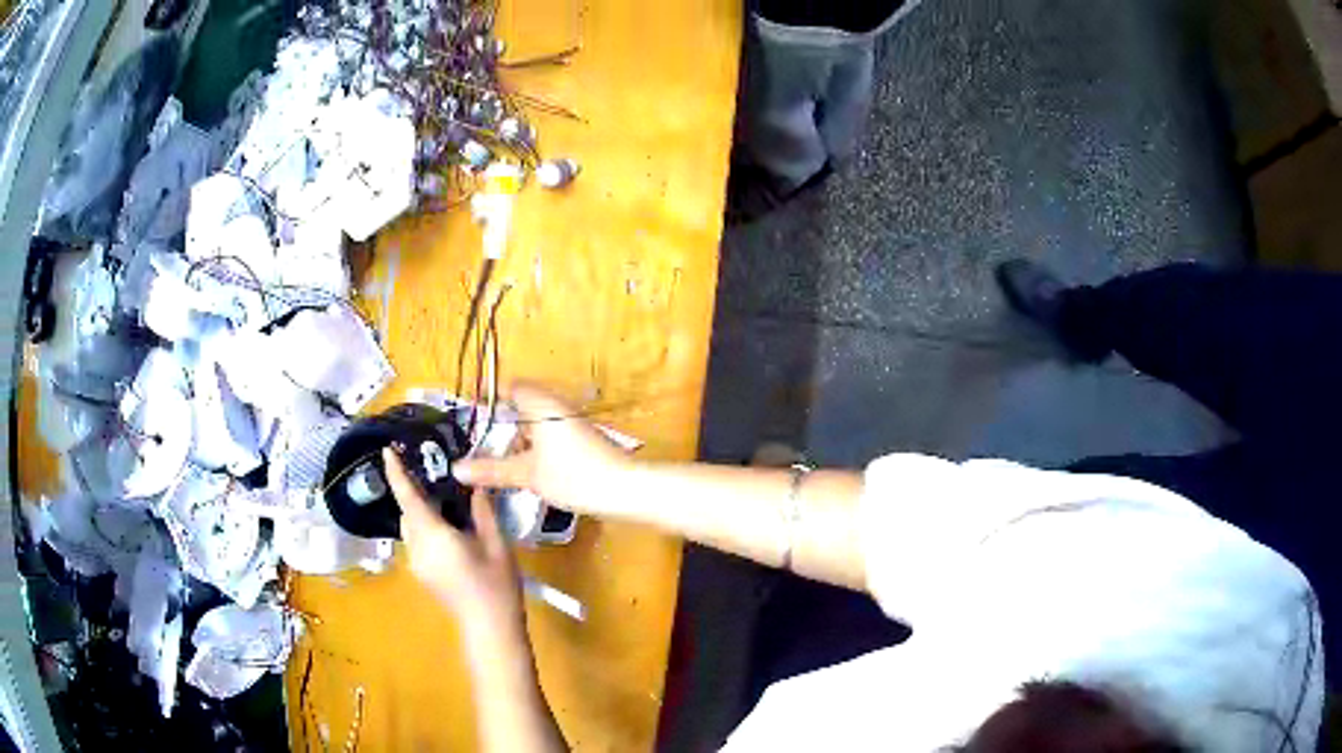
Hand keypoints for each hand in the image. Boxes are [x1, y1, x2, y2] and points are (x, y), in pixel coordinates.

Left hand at [383, 448, 521, 631]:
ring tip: (446, 502)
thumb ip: (482, 511)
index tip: (387, 451)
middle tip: (434, 474)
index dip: (396, 473)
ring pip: (411, 527)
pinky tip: (450, 530)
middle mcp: (417, 547)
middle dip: (414, 492)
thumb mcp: (496, 543)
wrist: (489, 626)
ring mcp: (417, 563)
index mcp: (434, 536)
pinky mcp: (422, 573)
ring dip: (420, 511)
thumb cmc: (496, 584)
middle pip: (407, 512)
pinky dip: (426, 527)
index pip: (408, 498)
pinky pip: (417, 541)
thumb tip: (475, 485)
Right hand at [452, 385, 630, 515]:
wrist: (623, 488)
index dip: (489, 399)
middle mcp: (556, 404)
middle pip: (521, 405)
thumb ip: (491, 470)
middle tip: (480, 446)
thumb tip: (456, 469)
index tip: (471, 418)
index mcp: (540, 403)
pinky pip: (549, 434)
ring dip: (519, 439)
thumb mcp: (526, 474)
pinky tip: (528, 470)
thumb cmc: (572, 475)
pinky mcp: (581, 437)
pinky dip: (535, 447)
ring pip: (536, 423)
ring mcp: (571, 420)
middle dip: (501, 424)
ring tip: (499, 462)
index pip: (509, 387)